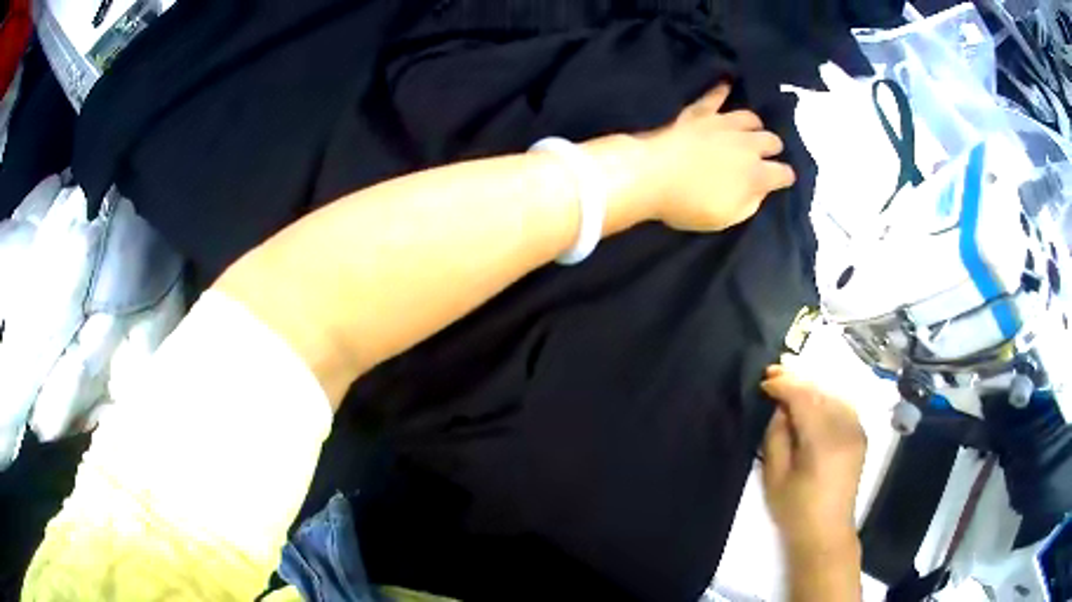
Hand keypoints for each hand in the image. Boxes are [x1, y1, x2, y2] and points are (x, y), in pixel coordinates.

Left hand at [641, 82, 795, 230]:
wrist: (651, 175)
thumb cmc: (688, 204)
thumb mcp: (726, 218)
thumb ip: (750, 204)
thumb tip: (760, 190)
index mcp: (756, 174)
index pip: (783, 173)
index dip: (785, 177)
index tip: (782, 180)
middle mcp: (746, 144)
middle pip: (771, 140)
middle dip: (772, 149)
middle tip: (764, 157)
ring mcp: (723, 124)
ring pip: (750, 117)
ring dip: (754, 126)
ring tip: (750, 132)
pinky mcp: (700, 112)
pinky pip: (715, 96)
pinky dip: (722, 91)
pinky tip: (726, 84)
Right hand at [760, 365, 865, 560]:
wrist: (827, 532)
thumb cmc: (796, 510)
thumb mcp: (776, 476)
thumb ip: (777, 436)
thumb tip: (780, 408)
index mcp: (824, 441)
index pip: (804, 398)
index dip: (783, 385)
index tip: (764, 381)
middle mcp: (846, 428)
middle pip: (820, 391)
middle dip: (797, 380)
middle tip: (774, 372)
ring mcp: (857, 430)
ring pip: (833, 394)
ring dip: (811, 387)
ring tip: (790, 384)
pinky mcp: (861, 435)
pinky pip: (843, 405)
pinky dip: (826, 397)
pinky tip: (813, 401)